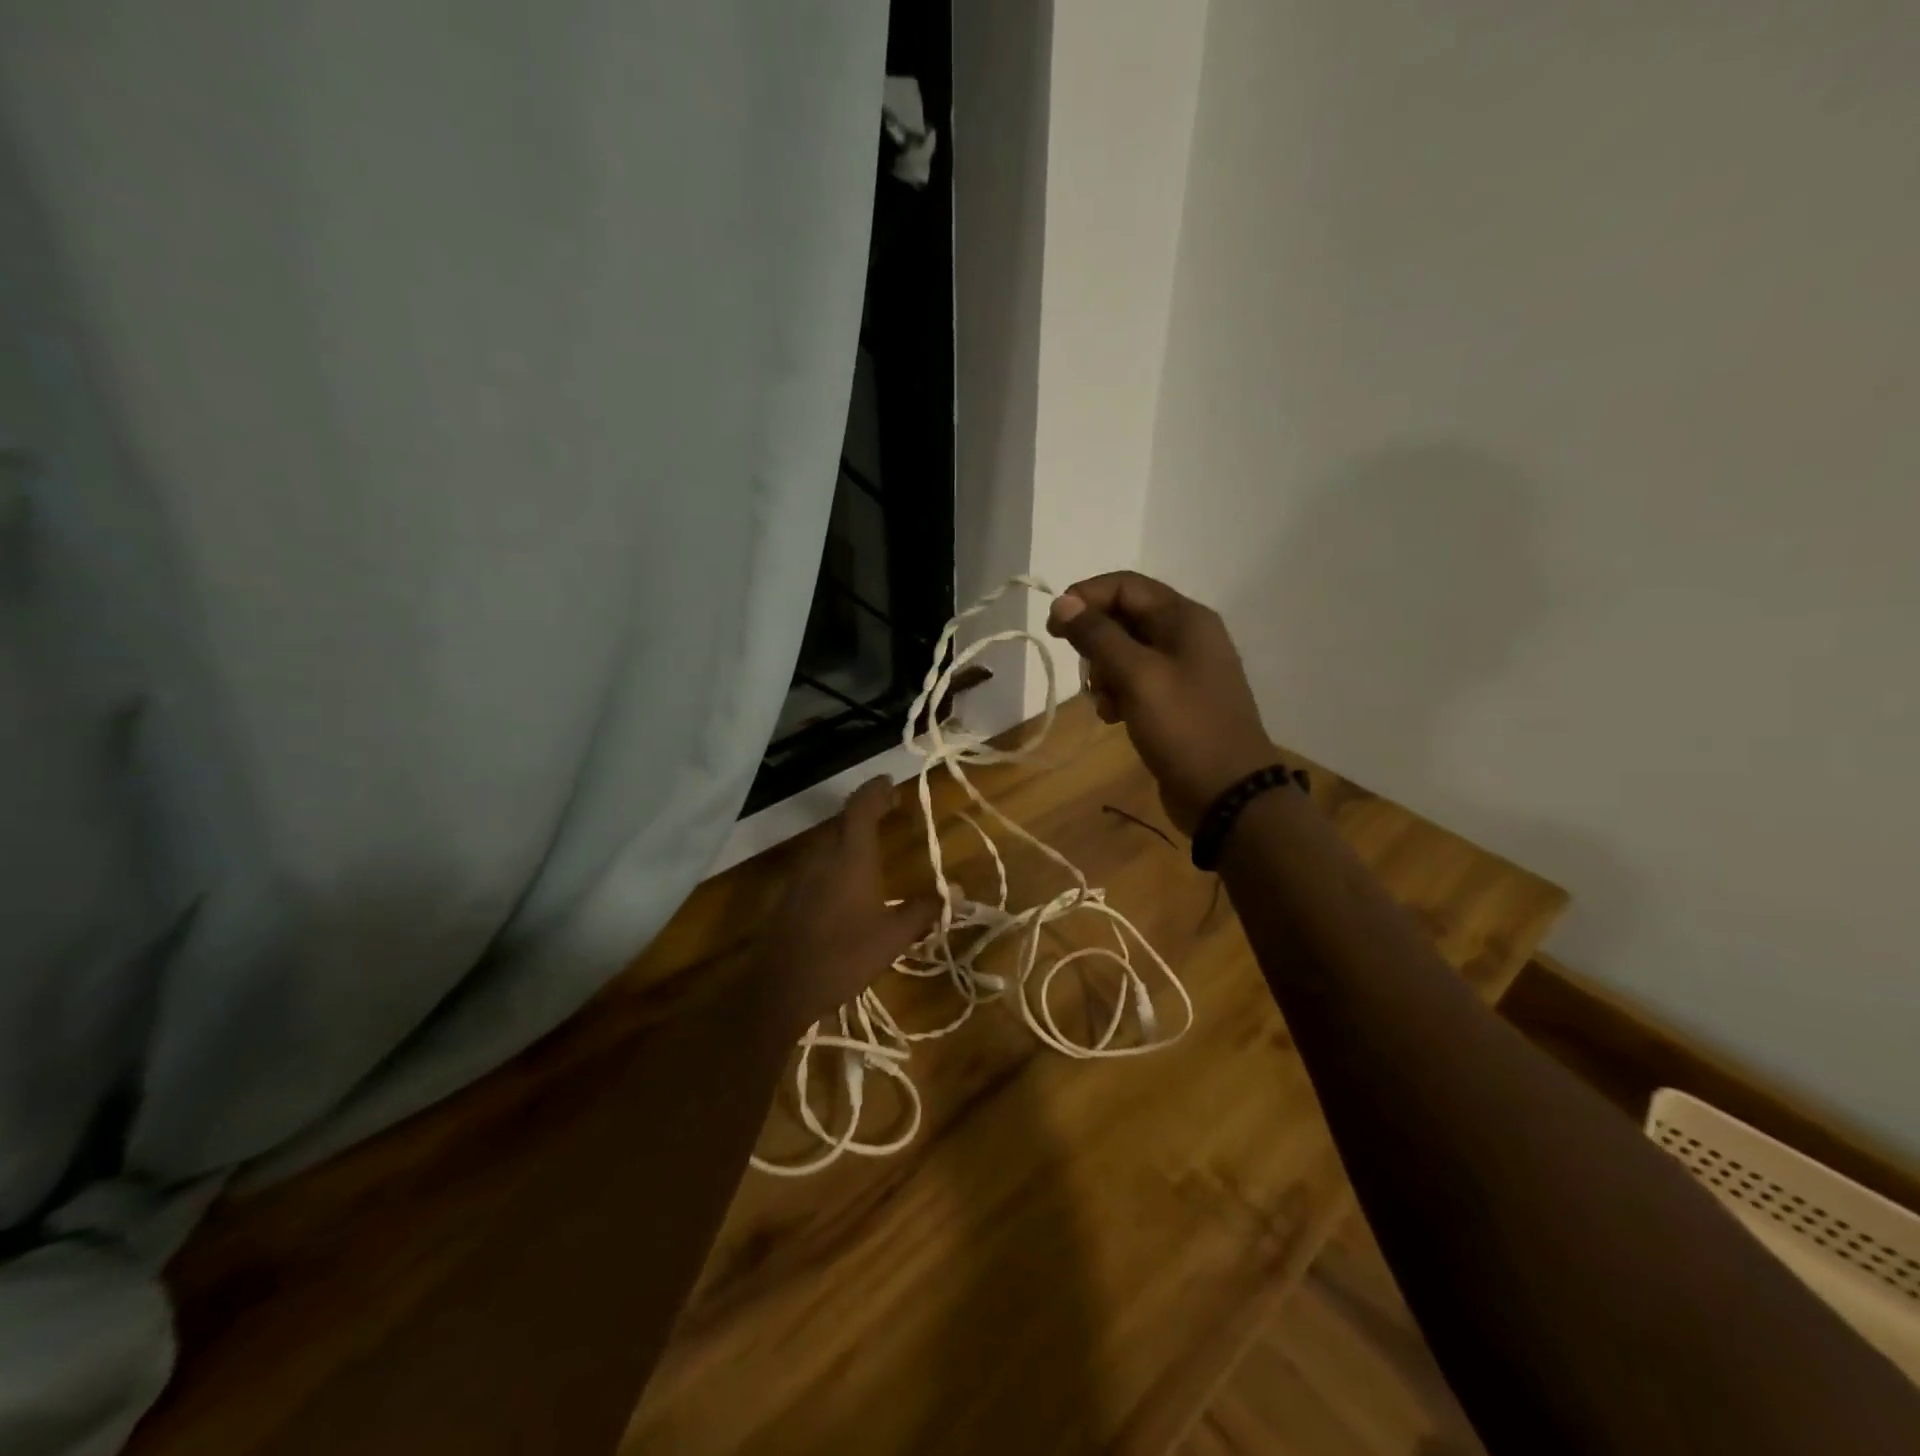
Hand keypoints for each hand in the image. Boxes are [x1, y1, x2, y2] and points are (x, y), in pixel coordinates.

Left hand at [745, 777, 939, 1041]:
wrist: (781, 987)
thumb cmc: (844, 956)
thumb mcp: (893, 936)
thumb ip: (925, 910)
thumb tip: (958, 891)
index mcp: (851, 856)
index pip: (862, 806)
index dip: (876, 790)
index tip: (890, 782)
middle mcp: (823, 855)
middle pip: (843, 820)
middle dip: (866, 810)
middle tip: (888, 810)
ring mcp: (801, 873)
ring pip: (827, 840)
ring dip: (848, 834)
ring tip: (870, 842)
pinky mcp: (788, 893)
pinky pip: (815, 861)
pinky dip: (834, 857)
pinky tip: (845, 880)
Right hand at [1046, 571, 1274, 834]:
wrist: (1228, 794)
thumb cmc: (1184, 727)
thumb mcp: (1137, 676)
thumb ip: (1098, 635)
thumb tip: (1064, 602)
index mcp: (1185, 619)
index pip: (1125, 586)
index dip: (1085, 598)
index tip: (1054, 627)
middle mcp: (1187, 636)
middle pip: (1125, 617)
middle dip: (1096, 642)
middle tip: (1084, 673)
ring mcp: (1184, 670)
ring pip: (1127, 653)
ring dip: (1104, 673)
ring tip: (1104, 702)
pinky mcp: (1177, 701)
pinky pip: (1137, 682)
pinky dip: (1118, 694)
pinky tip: (1114, 718)